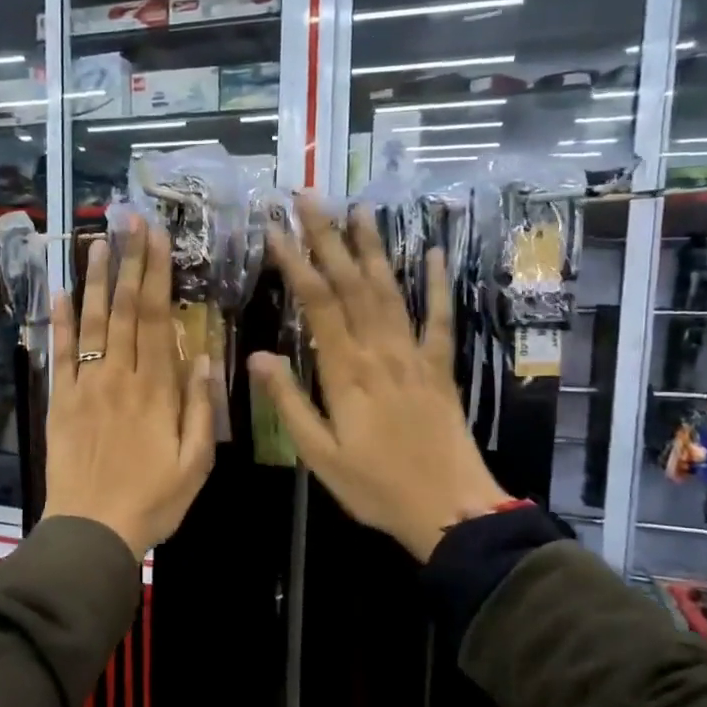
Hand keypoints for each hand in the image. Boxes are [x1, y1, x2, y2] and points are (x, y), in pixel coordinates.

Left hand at [43, 225, 214, 559]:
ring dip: (94, 281)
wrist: (92, 530)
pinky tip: (59, 293)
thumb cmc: (153, 501)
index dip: (156, 275)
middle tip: (129, 221)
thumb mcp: (195, 462)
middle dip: (128, 262)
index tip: (157, 238)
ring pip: (91, 323)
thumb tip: (201, 354)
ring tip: (98, 242)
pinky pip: (61, 355)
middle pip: (123, 310)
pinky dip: (59, 323)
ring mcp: (86, 387)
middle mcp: (119, 378)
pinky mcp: (61, 402)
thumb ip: (199, 407)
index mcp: (156, 390)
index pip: (155, 319)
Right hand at [248, 198, 509, 562]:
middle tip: (309, 197)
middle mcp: (380, 351)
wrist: (449, 509)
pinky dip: (436, 284)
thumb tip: (256, 356)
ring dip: (372, 247)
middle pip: (351, 283)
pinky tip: (434, 253)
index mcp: (346, 372)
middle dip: (328, 237)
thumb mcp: (319, 453)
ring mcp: (414, 355)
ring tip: (359, 208)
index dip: (296, 261)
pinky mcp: (440, 367)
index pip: (317, 303)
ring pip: (389, 290)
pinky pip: (438, 318)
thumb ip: (288, 401)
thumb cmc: (375, 486)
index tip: (276, 227)